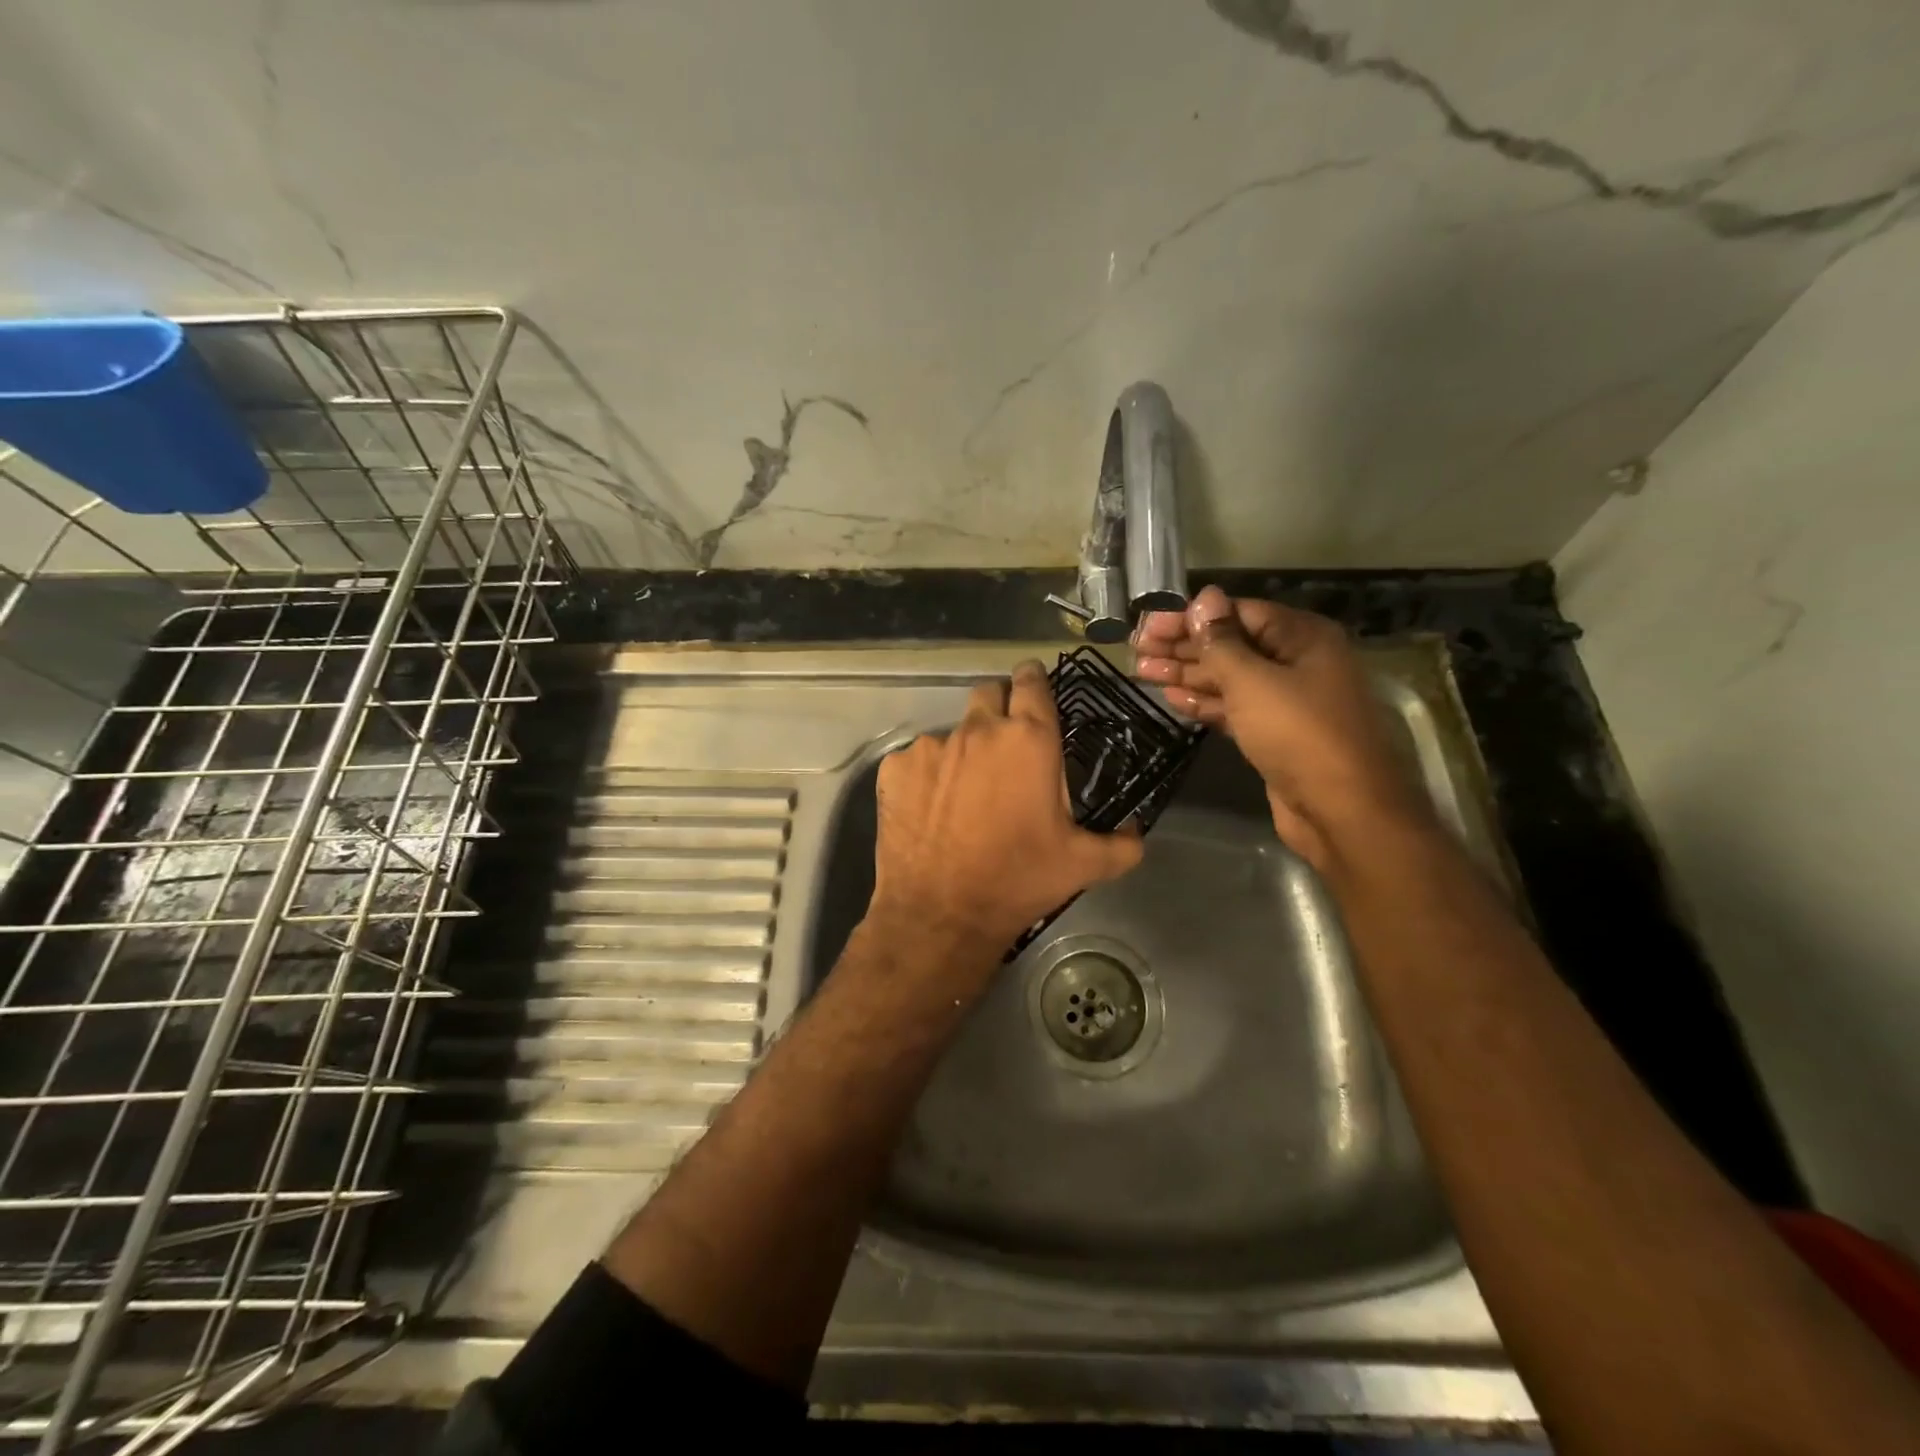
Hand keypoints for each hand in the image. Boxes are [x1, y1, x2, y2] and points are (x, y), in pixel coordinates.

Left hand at [869, 660, 1144, 967]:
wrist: (941, 914)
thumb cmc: (1019, 879)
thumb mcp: (1083, 865)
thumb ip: (1120, 844)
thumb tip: (1137, 834)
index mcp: (1029, 740)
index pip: (1033, 682)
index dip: (1034, 680)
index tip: (1034, 688)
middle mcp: (978, 729)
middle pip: (989, 693)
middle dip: (1000, 708)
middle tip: (1006, 746)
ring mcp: (931, 746)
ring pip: (952, 732)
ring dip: (963, 751)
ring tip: (966, 794)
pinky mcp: (895, 768)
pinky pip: (917, 761)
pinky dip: (927, 777)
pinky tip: (932, 811)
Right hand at [1133, 585, 1431, 871]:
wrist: (1341, 810)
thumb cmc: (1298, 734)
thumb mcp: (1253, 680)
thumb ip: (1221, 641)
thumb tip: (1203, 596)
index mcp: (1301, 637)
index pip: (1236, 612)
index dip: (1190, 618)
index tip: (1148, 625)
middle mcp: (1296, 662)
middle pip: (1231, 645)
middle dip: (1183, 647)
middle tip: (1136, 650)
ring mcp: (1286, 700)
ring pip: (1229, 678)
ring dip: (1186, 675)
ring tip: (1142, 672)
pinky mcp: (1274, 733)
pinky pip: (1234, 708)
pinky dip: (1204, 703)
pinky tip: (1172, 699)